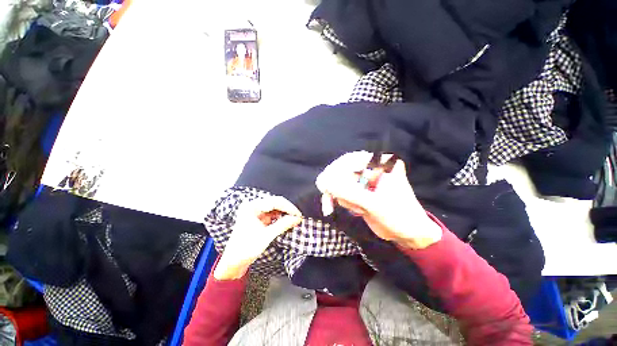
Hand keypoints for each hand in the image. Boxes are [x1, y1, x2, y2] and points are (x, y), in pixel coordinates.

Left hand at [213, 196, 302, 279]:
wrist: (233, 262)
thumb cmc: (246, 249)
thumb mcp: (266, 236)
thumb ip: (283, 225)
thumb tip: (297, 218)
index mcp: (252, 206)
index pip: (275, 201)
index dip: (289, 207)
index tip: (299, 215)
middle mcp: (253, 206)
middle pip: (275, 203)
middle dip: (287, 210)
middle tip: (298, 218)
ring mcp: (255, 212)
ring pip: (275, 208)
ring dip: (284, 214)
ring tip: (293, 220)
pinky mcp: (257, 218)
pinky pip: (272, 214)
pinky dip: (279, 218)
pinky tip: (286, 222)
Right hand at [316, 151, 441, 249]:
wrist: (408, 234)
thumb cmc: (399, 216)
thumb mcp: (375, 204)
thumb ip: (350, 193)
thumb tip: (325, 183)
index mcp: (381, 164)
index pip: (351, 159)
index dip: (336, 171)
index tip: (326, 186)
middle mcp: (371, 168)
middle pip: (341, 170)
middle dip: (338, 188)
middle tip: (331, 202)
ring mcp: (363, 180)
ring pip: (339, 182)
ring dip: (344, 198)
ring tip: (361, 210)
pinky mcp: (358, 191)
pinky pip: (341, 191)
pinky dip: (340, 201)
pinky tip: (348, 210)